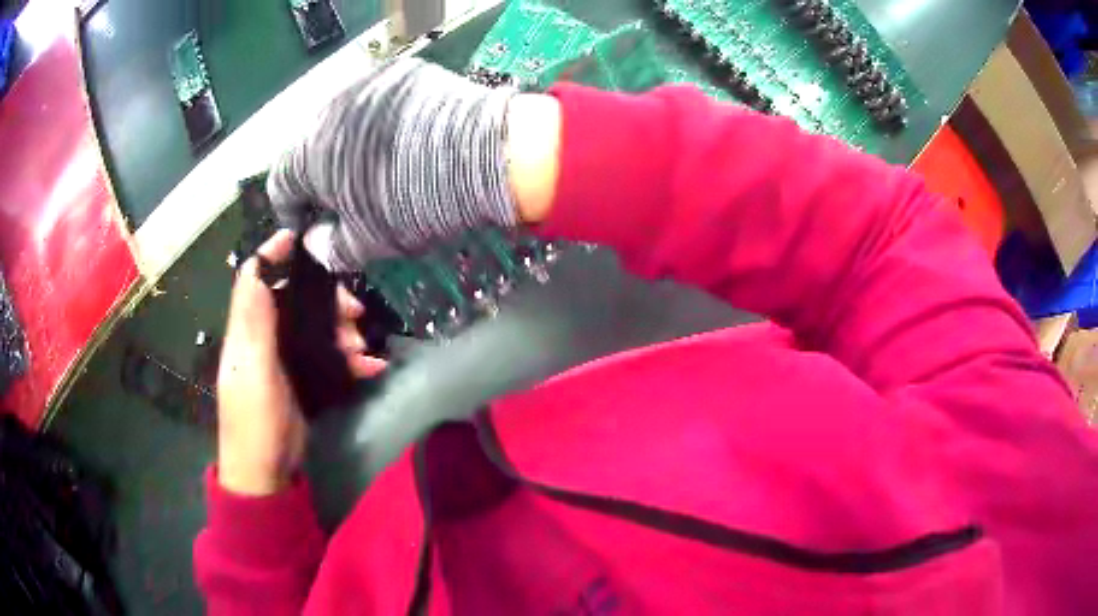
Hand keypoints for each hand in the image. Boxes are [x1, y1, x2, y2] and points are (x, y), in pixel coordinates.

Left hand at [216, 231, 386, 495]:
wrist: (268, 473)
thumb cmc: (254, 421)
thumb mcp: (252, 370)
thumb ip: (254, 321)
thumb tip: (255, 265)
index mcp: (247, 330)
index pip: (254, 279)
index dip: (272, 254)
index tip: (299, 239)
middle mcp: (264, 337)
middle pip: (295, 299)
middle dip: (326, 300)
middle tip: (355, 311)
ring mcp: (285, 359)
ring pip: (317, 327)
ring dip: (344, 332)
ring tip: (363, 349)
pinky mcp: (304, 380)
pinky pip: (330, 357)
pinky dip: (351, 360)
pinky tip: (371, 368)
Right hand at [267, 58, 561, 271]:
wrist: (485, 154)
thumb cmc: (416, 203)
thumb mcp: (367, 243)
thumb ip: (329, 249)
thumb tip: (315, 242)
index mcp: (310, 152)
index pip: (280, 183)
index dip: (291, 212)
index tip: (309, 226)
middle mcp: (329, 110)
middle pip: (309, 150)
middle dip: (320, 179)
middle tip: (346, 202)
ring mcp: (367, 84)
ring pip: (342, 123)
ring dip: (348, 148)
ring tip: (377, 169)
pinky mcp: (401, 73)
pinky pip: (376, 103)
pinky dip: (379, 123)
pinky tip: (404, 141)